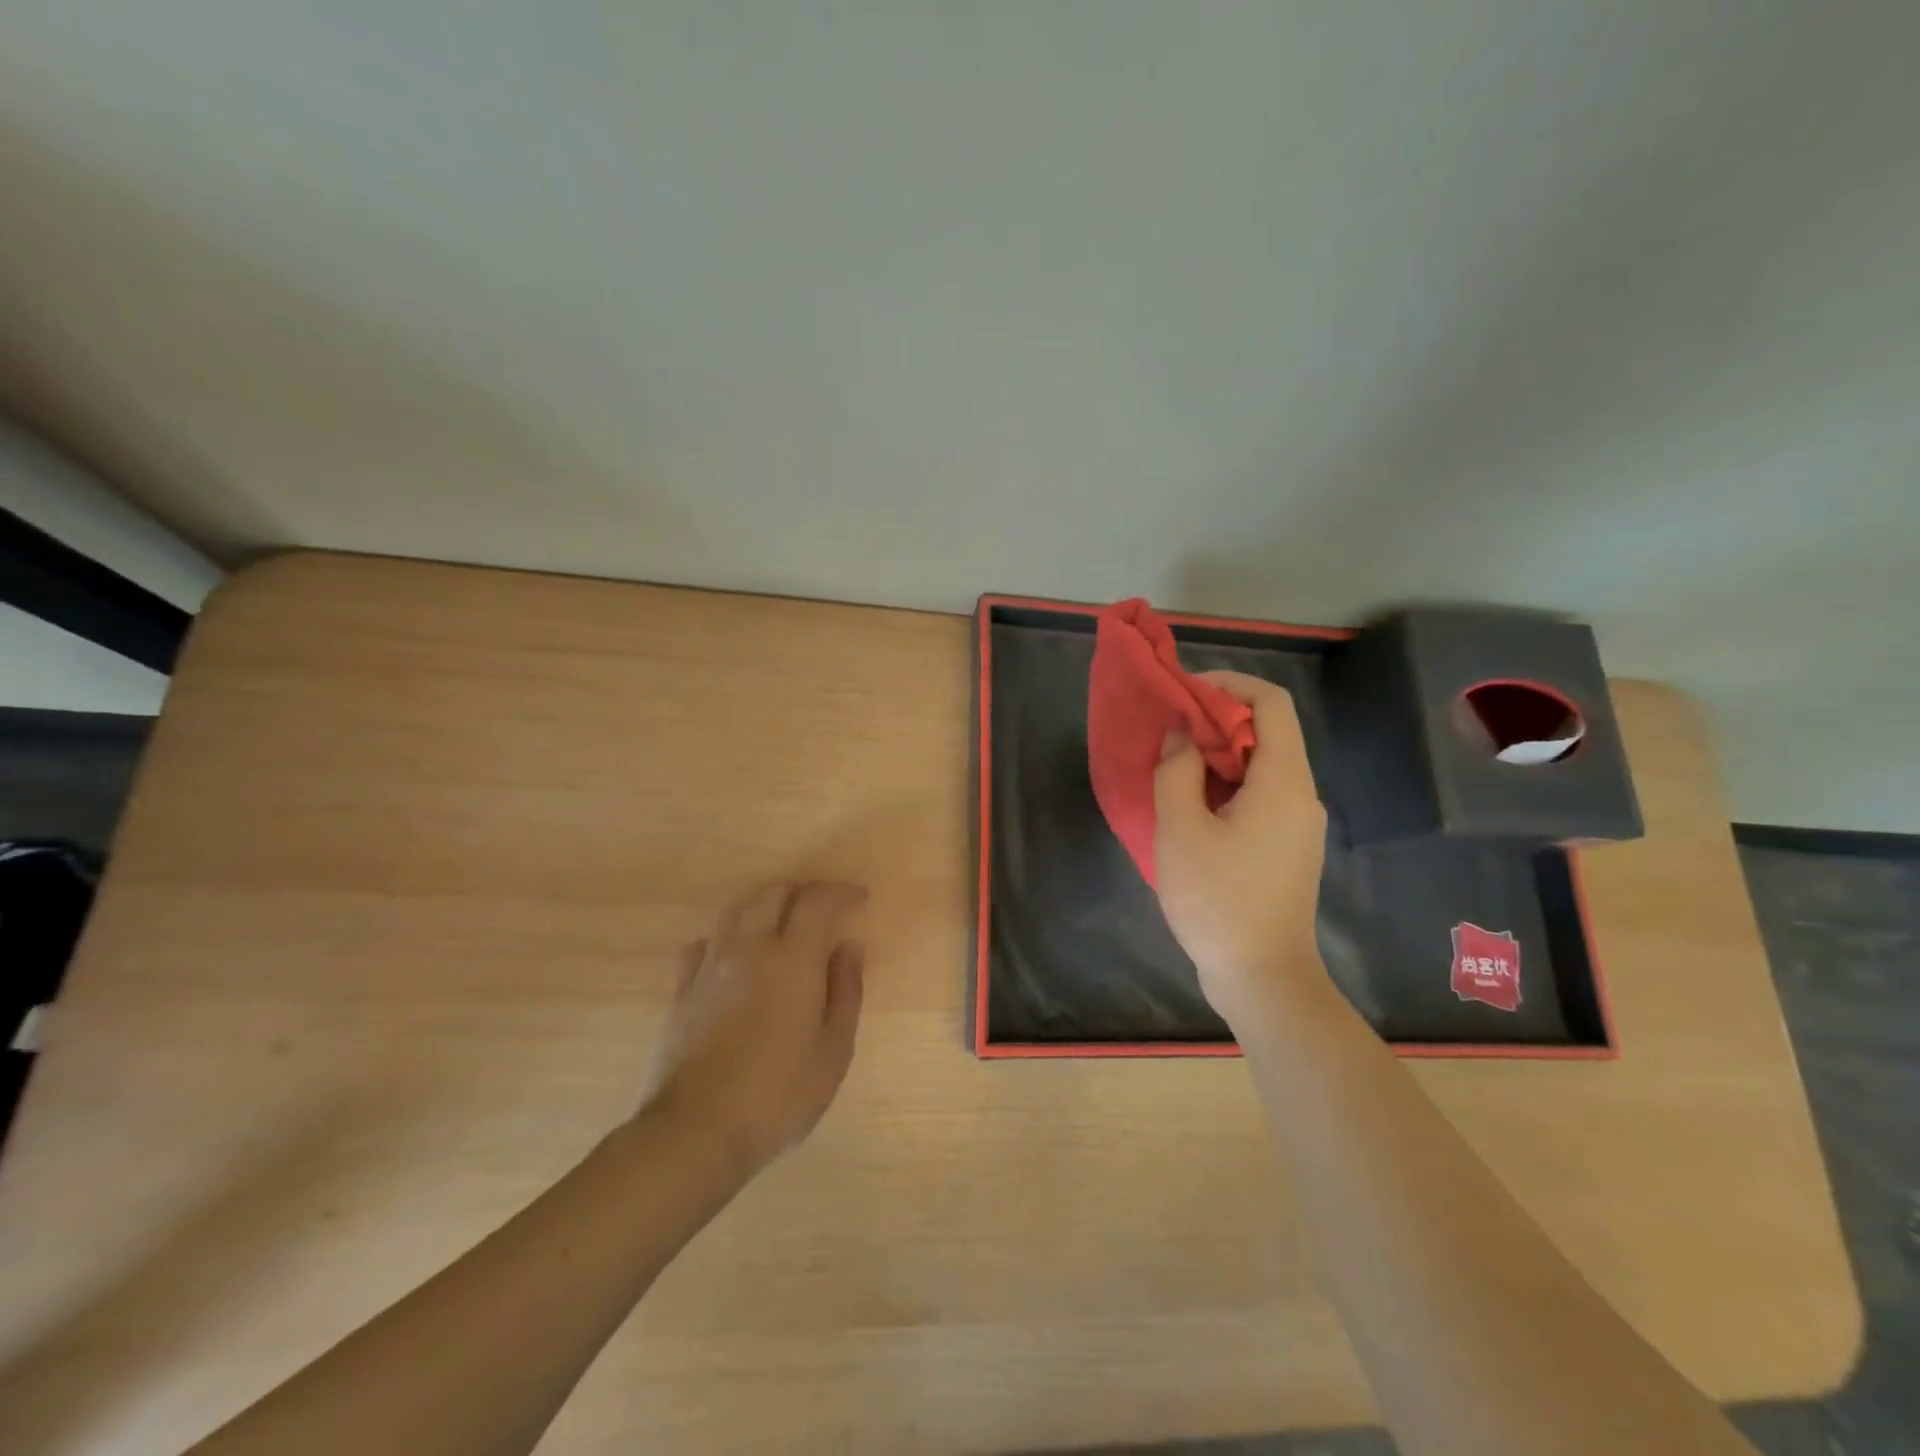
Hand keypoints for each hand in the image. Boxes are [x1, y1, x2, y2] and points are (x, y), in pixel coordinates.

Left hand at [638, 881, 866, 1173]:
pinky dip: (727, 937)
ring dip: (764, 906)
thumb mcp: (833, 1051)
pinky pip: (705, 943)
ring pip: (736, 911)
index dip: (840, 892)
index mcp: (792, 959)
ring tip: (781, 926)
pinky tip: (734, 956)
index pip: (817, 901)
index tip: (859, 899)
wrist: (695, 1132)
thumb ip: (846, 991)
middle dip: (802, 892)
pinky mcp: (682, 990)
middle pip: (773, 894)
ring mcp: (710, 966)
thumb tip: (849, 947)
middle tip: (823, 909)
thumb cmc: (778, 1095)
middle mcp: (749, 948)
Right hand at [1153, 670, 1327, 1026]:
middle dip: (1215, 721)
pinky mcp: (1286, 847)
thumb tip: (1181, 737)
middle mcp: (1299, 794)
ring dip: (1217, 756)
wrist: (1263, 977)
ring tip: (1170, 767)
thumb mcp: (1180, 829)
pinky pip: (1258, 796)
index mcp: (1282, 780)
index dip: (1228, 684)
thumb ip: (1176, 771)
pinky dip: (1224, 786)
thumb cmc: (1218, 899)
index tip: (1184, 694)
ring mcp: (1296, 823)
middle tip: (1167, 732)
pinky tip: (1189, 807)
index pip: (1270, 702)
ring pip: (1260, 766)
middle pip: (1266, 732)